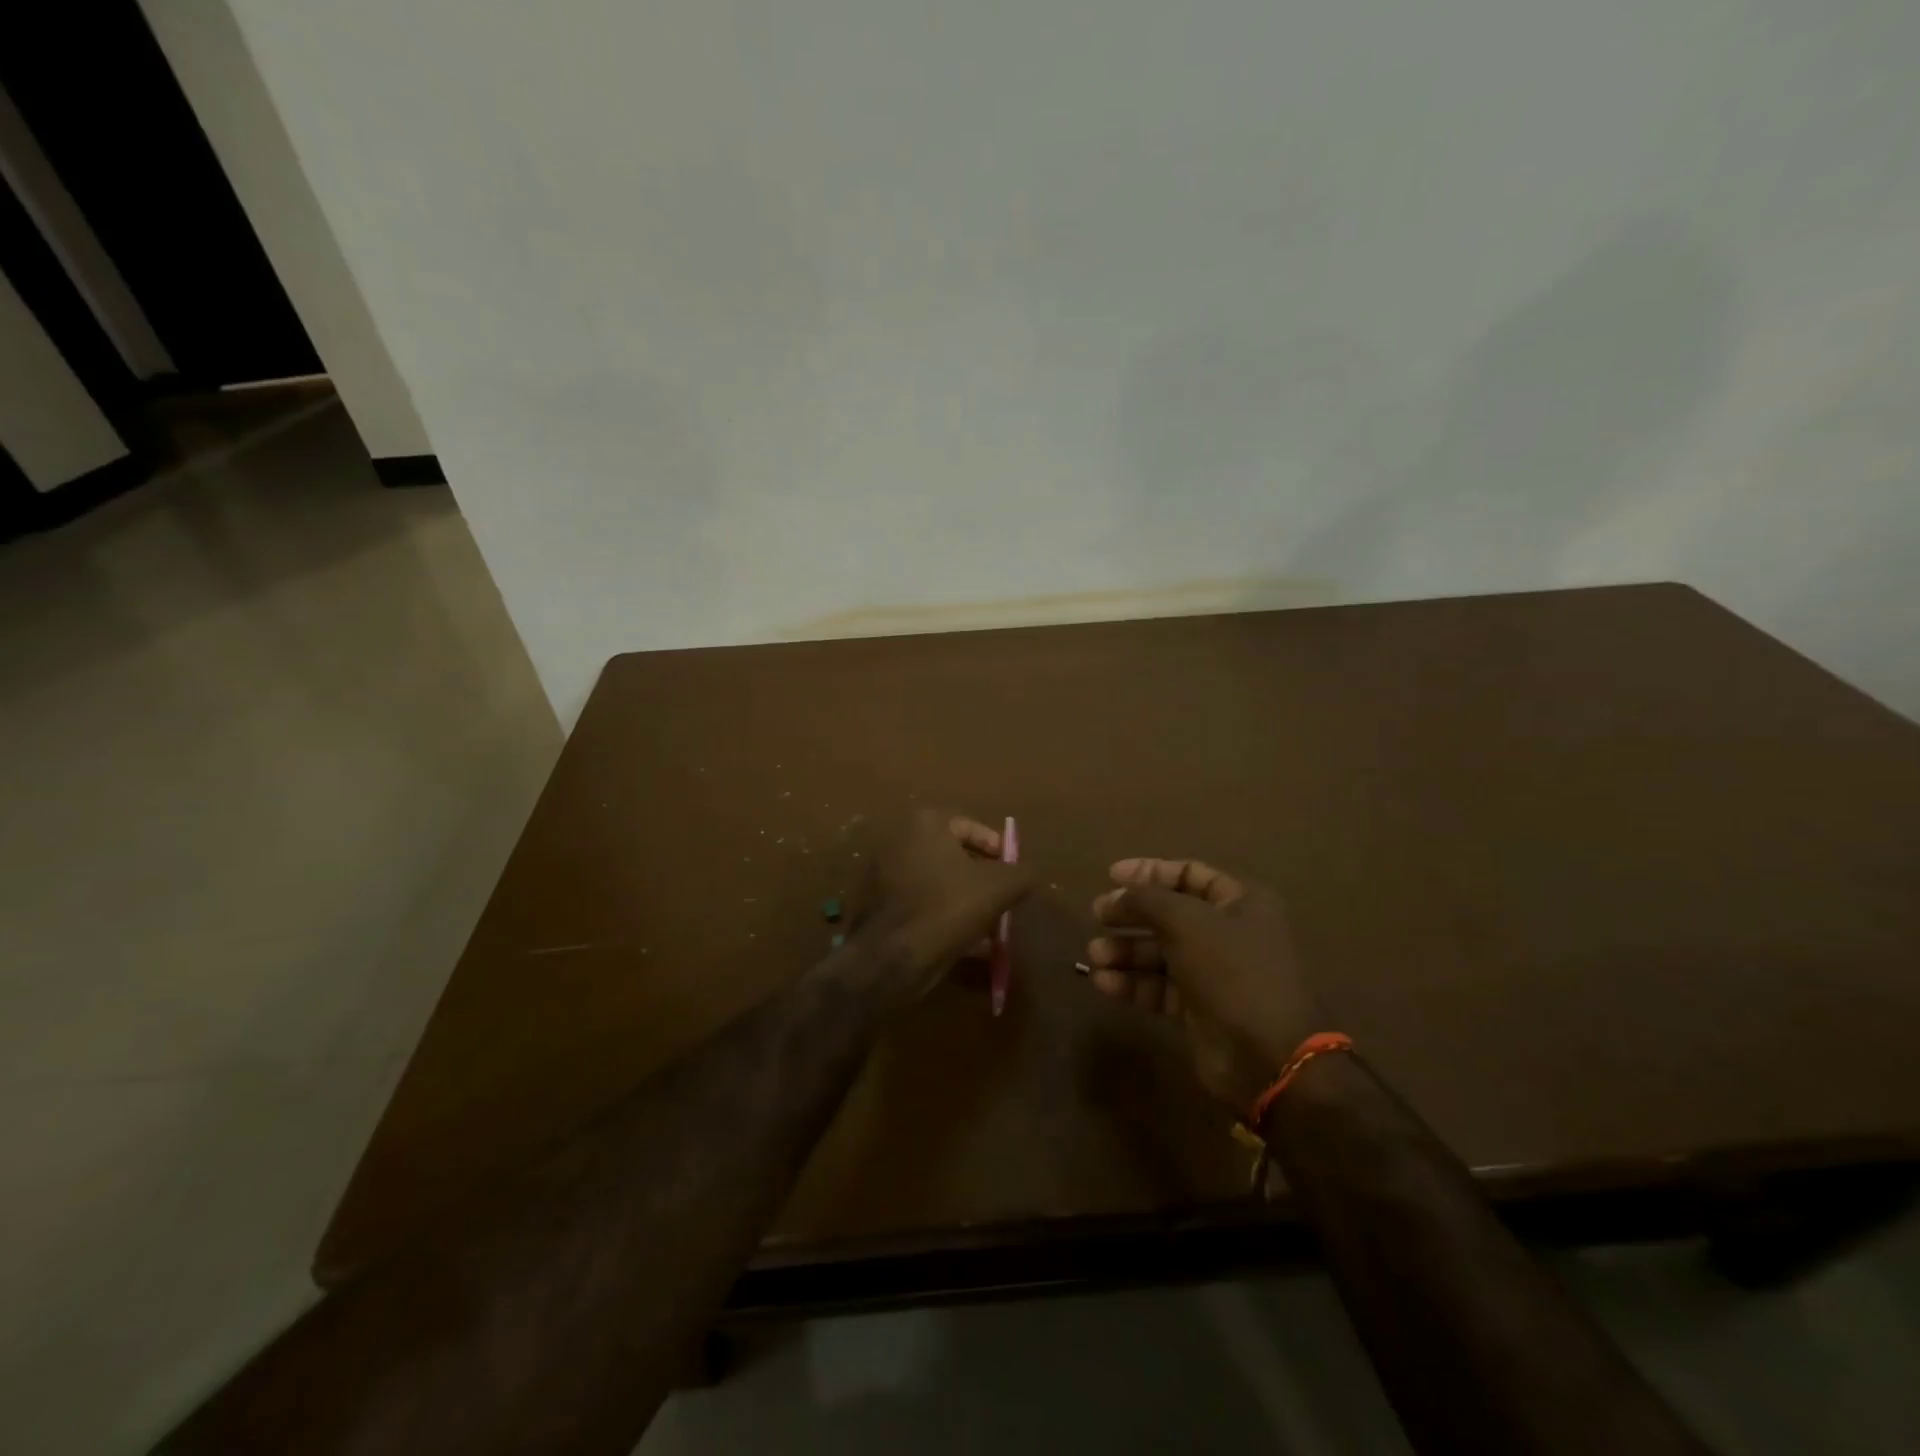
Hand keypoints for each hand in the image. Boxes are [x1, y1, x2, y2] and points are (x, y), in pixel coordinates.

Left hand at [850, 808, 1032, 1002]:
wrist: (891, 957)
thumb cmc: (947, 908)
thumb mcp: (999, 888)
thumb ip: (1021, 873)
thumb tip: (1028, 873)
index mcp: (925, 823)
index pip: (971, 828)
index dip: (998, 850)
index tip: (1013, 874)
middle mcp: (899, 839)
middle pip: (952, 855)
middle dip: (980, 878)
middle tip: (1002, 899)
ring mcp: (882, 872)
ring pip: (936, 883)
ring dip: (963, 900)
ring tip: (988, 926)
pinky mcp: (875, 905)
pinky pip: (919, 904)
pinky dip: (941, 917)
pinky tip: (964, 943)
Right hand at [1085, 858, 1329, 1111]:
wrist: (1267, 1055)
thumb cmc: (1232, 971)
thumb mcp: (1186, 921)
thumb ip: (1147, 899)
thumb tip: (1118, 895)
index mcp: (1241, 902)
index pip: (1189, 874)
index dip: (1150, 871)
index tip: (1111, 876)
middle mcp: (1229, 933)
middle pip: (1170, 914)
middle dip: (1131, 914)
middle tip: (1097, 915)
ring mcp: (1214, 974)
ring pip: (1161, 953)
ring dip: (1126, 951)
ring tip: (1095, 955)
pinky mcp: (1199, 1010)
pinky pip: (1159, 988)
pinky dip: (1132, 983)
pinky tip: (1104, 983)